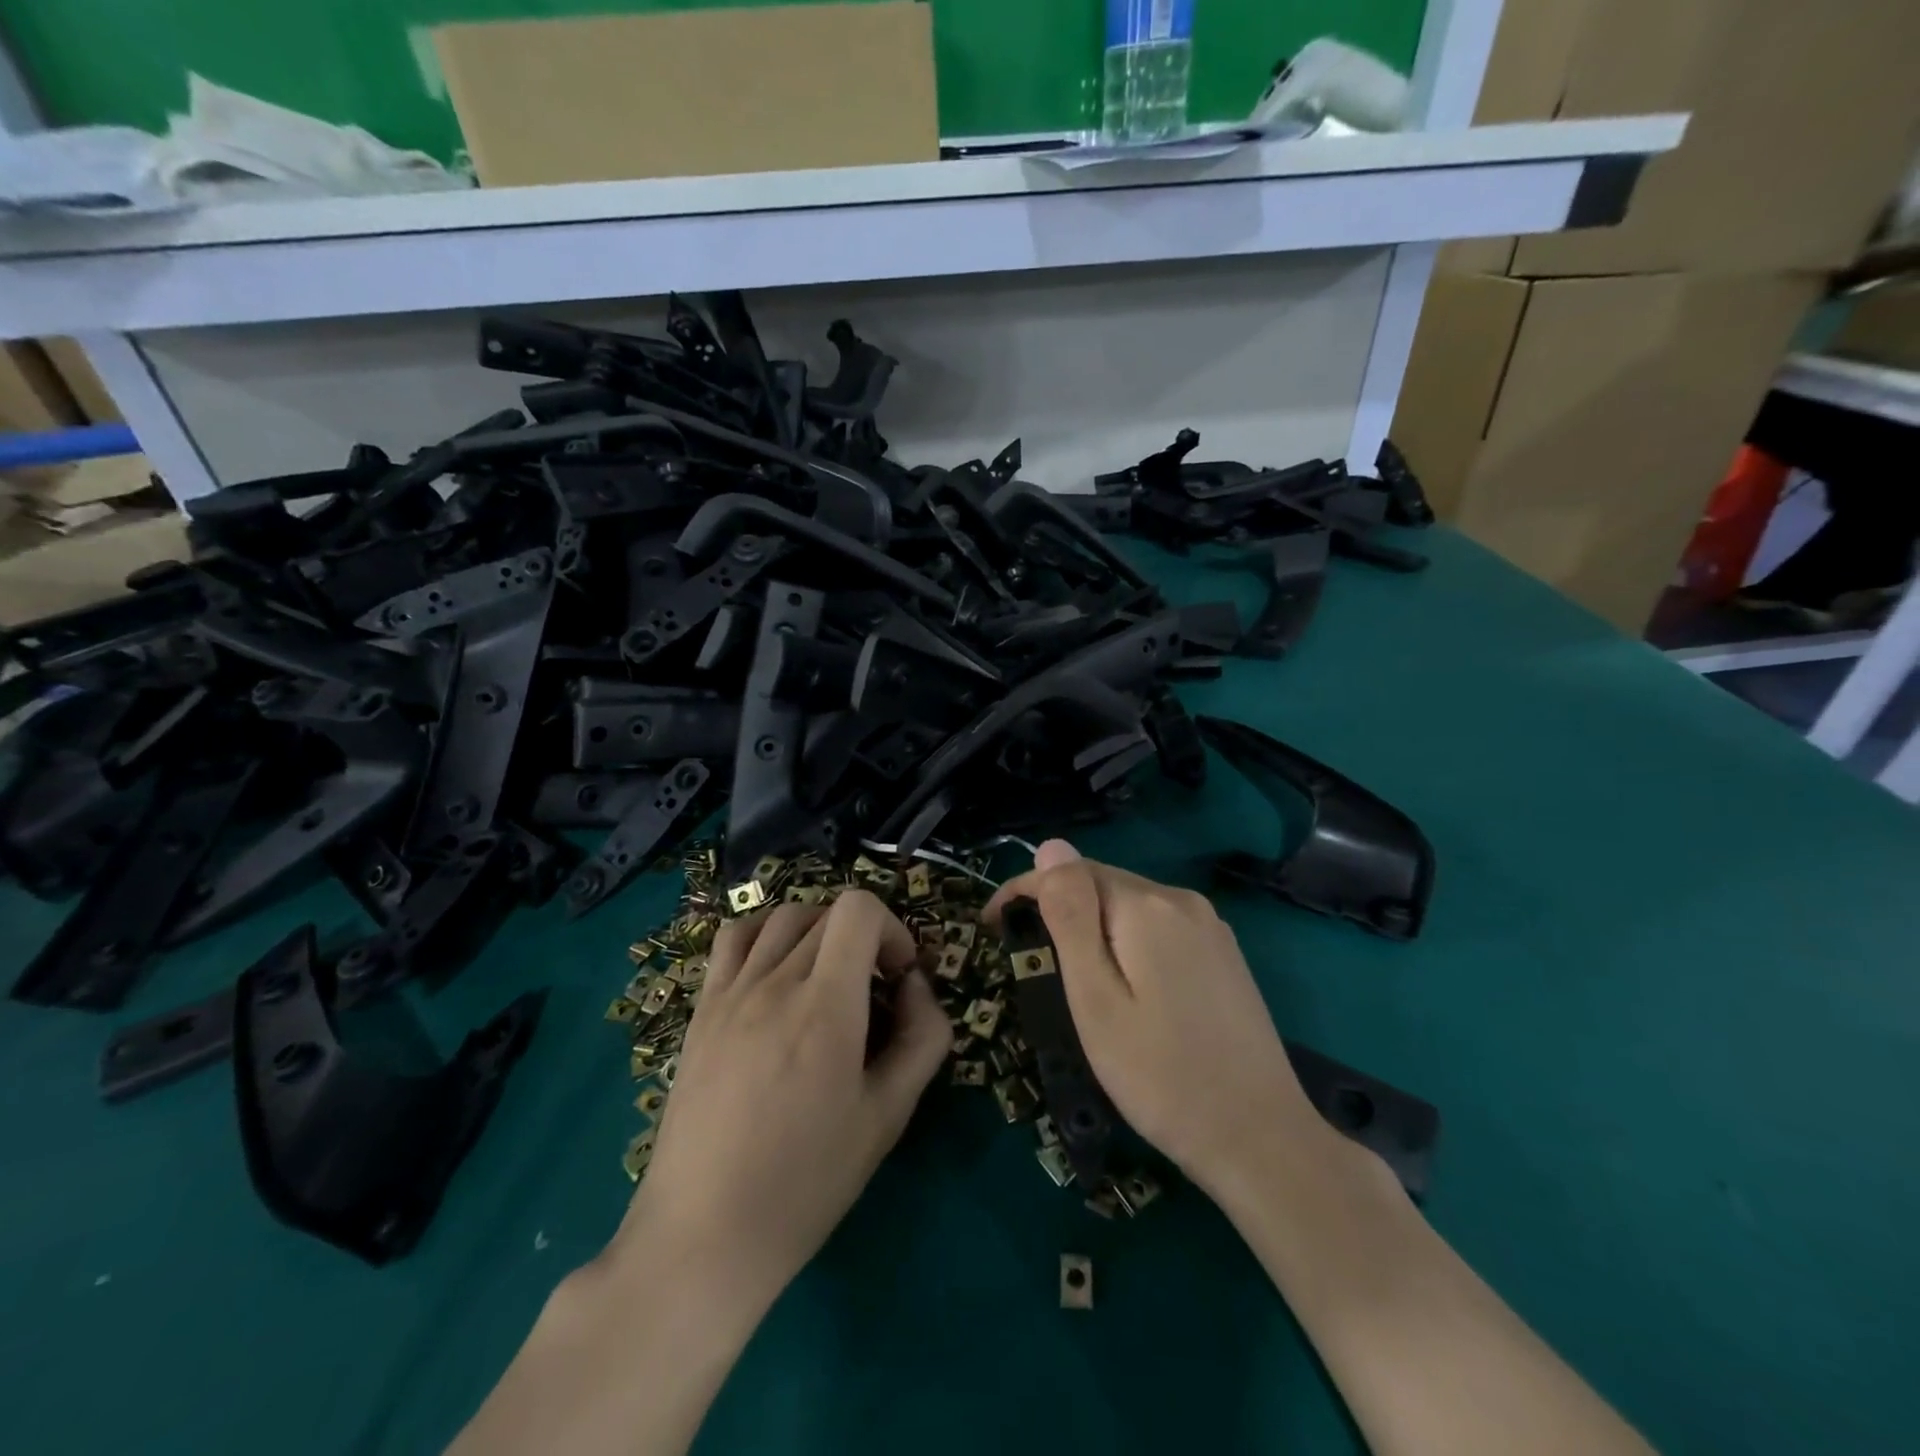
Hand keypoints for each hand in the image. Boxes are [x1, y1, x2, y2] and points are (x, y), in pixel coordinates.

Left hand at [613, 890, 951, 1301]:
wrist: (704, 1235)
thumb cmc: (806, 1181)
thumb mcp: (887, 1116)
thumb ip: (922, 1038)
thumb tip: (916, 986)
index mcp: (825, 1006)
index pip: (859, 910)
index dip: (892, 929)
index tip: (898, 977)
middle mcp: (775, 982)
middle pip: (828, 914)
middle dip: (864, 938)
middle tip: (873, 992)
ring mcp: (731, 992)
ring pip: (783, 916)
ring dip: (818, 930)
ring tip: (827, 977)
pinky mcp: (702, 1008)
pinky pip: (733, 938)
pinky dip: (765, 934)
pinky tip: (776, 971)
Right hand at [987, 840, 1327, 1194]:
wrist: (1260, 1139)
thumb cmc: (1160, 1074)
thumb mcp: (1096, 997)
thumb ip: (1071, 916)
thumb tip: (1051, 846)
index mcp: (1146, 906)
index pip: (1070, 870)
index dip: (1024, 890)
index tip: (991, 926)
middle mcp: (1182, 900)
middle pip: (1102, 883)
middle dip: (1058, 906)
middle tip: (1026, 956)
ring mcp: (1210, 927)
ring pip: (1131, 905)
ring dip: (1092, 924)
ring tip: (1068, 972)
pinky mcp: (1224, 955)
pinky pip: (1159, 927)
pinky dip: (1128, 940)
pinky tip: (1125, 982)